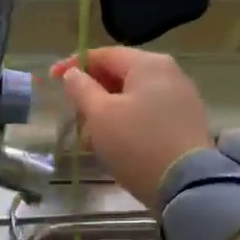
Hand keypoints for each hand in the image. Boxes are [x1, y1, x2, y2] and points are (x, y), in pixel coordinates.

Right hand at [53, 47, 211, 208]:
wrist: (187, 185)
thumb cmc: (137, 143)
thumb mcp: (100, 115)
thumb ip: (82, 89)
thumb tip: (73, 73)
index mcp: (148, 64)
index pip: (104, 54)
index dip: (74, 64)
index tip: (52, 79)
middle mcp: (169, 73)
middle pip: (120, 73)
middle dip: (93, 91)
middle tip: (73, 111)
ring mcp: (181, 98)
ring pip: (134, 95)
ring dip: (108, 109)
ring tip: (91, 134)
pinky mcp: (186, 122)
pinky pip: (149, 112)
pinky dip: (128, 121)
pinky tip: (116, 142)